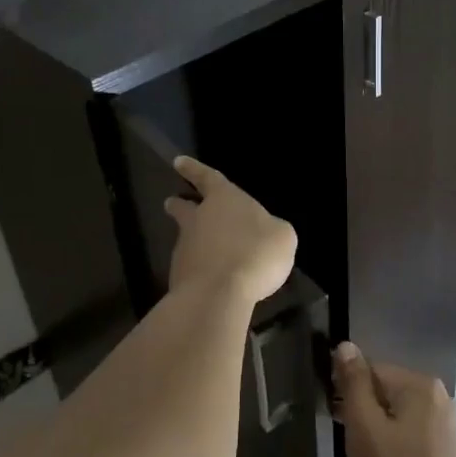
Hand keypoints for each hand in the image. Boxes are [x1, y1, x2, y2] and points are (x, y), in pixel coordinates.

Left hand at [163, 156, 295, 303]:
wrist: (219, 294)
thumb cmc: (255, 253)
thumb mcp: (282, 237)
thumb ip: (273, 229)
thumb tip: (267, 232)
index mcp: (223, 200)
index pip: (207, 178)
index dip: (194, 169)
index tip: (178, 162)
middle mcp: (199, 219)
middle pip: (184, 207)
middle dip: (180, 204)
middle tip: (173, 202)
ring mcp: (186, 248)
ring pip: (187, 238)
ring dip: (194, 240)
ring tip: (208, 250)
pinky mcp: (180, 276)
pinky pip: (192, 266)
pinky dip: (201, 268)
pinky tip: (214, 278)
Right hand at [333, 342, 455, 456]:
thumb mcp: (365, 426)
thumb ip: (354, 384)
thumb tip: (346, 345)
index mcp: (419, 384)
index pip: (372, 370)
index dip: (347, 390)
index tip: (334, 416)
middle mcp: (438, 397)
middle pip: (387, 393)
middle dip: (364, 413)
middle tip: (349, 444)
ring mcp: (447, 425)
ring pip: (399, 418)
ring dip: (378, 433)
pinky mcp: (448, 452)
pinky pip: (412, 438)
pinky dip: (396, 449)